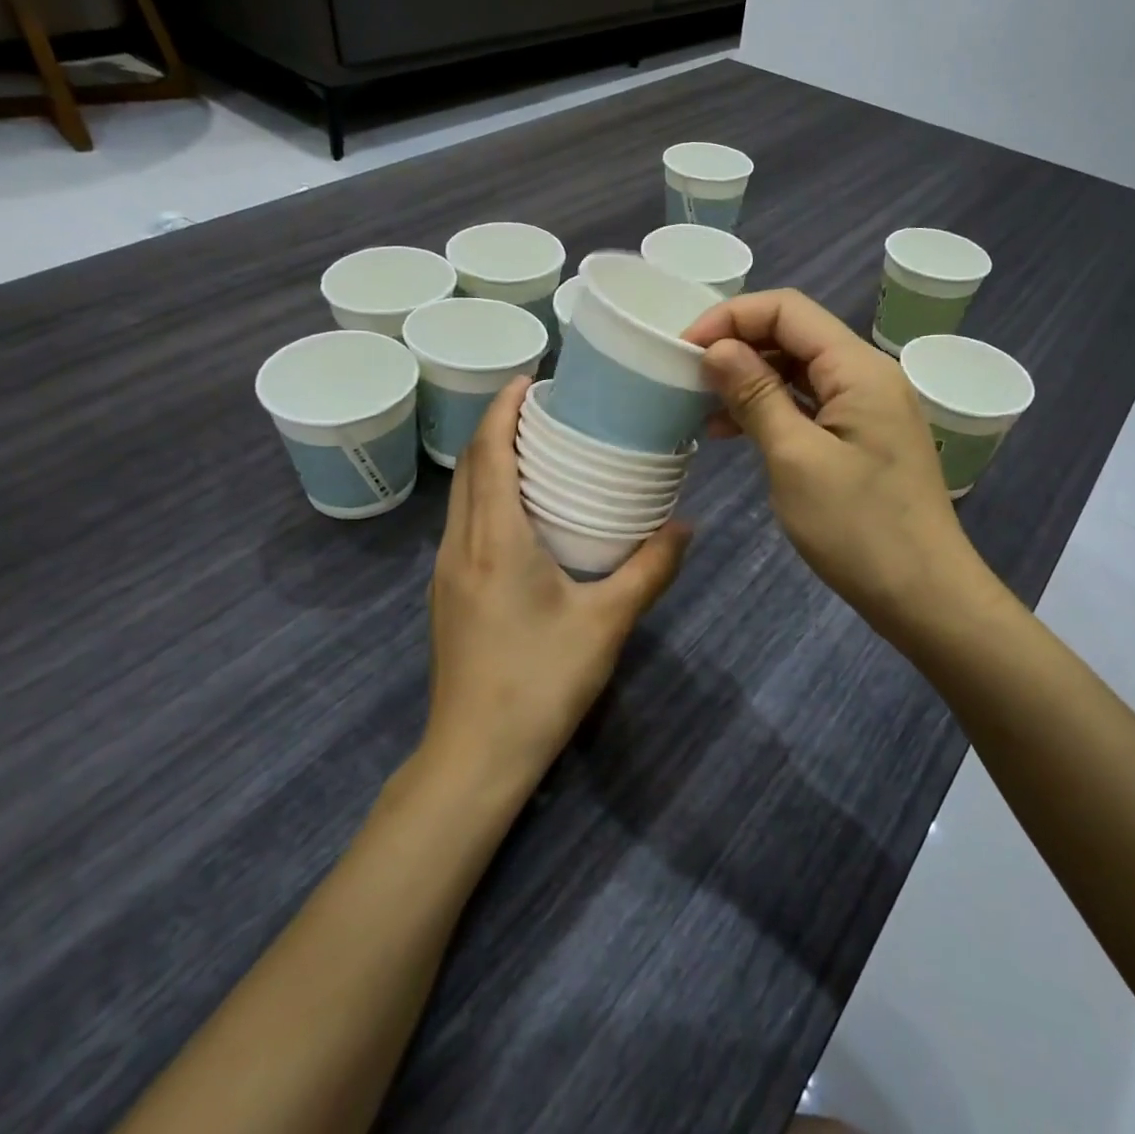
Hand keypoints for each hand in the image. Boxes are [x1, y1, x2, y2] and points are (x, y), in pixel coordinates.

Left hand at [426, 376, 689, 789]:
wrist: (475, 756)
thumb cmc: (541, 682)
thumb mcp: (607, 622)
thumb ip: (650, 569)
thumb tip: (687, 526)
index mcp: (495, 540)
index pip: (490, 453)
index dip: (503, 408)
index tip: (530, 378)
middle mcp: (461, 545)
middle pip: (472, 466)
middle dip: (499, 426)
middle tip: (545, 407)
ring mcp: (447, 571)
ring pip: (463, 495)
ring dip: (491, 459)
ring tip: (536, 446)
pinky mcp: (448, 594)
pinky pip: (465, 522)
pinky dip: (488, 493)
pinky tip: (522, 509)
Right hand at [684, 290, 984, 643]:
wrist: (925, 596)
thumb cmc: (859, 529)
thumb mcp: (795, 459)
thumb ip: (756, 395)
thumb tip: (716, 349)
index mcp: (858, 368)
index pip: (787, 310)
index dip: (731, 317)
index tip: (684, 350)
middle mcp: (867, 375)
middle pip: (793, 335)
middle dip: (737, 347)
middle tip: (687, 379)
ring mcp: (867, 408)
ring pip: (798, 371)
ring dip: (750, 380)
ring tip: (702, 409)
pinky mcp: (861, 438)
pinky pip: (809, 405)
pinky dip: (771, 409)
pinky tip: (735, 432)